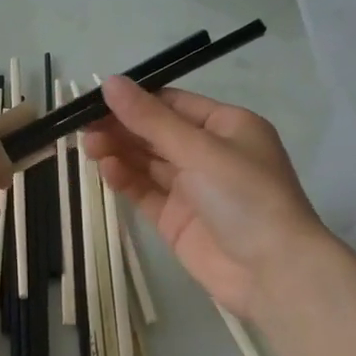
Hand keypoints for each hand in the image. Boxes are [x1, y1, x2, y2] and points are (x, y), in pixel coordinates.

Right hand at [84, 76, 333, 318]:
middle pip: (157, 132)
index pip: (174, 104)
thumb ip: (151, 119)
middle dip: (122, 127)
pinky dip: (125, 179)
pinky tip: (106, 169)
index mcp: (227, 126)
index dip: (136, 99)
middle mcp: (209, 153)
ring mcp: (192, 188)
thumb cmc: (245, 196)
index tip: (98, 97)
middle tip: (83, 125)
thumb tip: (110, 82)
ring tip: (89, 146)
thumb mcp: (199, 149)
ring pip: (147, 162)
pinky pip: (145, 191)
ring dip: (119, 151)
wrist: (272, 272)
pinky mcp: (176, 219)